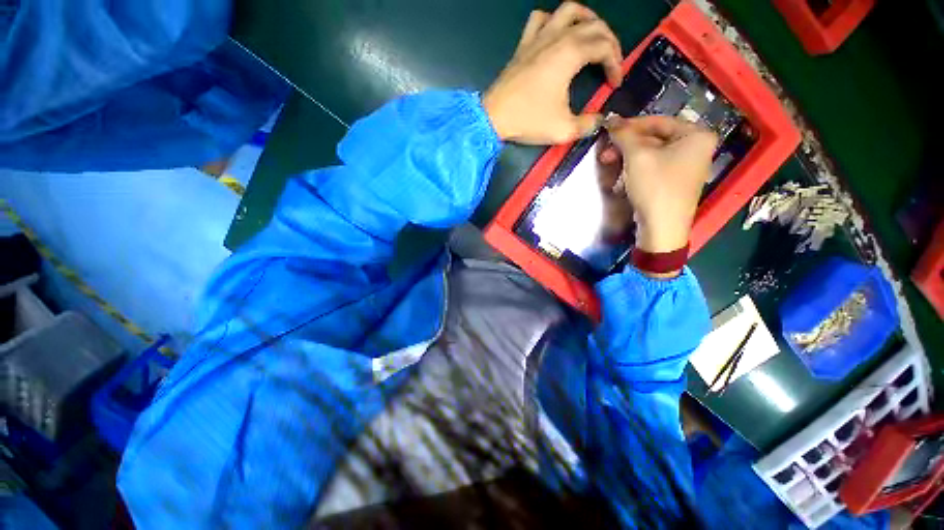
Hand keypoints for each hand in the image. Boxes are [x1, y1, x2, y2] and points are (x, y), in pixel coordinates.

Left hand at [482, 3, 622, 144]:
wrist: (494, 117)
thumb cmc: (528, 120)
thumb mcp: (563, 129)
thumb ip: (587, 124)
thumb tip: (600, 119)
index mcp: (571, 53)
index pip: (605, 47)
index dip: (616, 64)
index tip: (614, 84)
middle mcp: (557, 37)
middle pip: (594, 25)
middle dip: (609, 41)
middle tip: (611, 62)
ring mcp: (538, 37)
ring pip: (569, 10)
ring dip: (586, 18)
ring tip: (592, 35)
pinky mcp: (524, 44)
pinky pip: (540, 19)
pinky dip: (553, 20)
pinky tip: (556, 33)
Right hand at [601, 115, 717, 253]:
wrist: (661, 228)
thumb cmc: (655, 187)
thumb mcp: (637, 156)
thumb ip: (624, 134)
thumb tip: (611, 119)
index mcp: (696, 135)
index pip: (657, 121)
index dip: (630, 125)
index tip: (608, 132)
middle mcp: (696, 148)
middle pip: (653, 139)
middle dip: (626, 147)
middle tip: (606, 154)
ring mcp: (686, 167)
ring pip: (650, 155)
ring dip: (627, 161)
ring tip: (611, 169)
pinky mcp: (674, 182)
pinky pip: (653, 168)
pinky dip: (635, 172)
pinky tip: (623, 182)